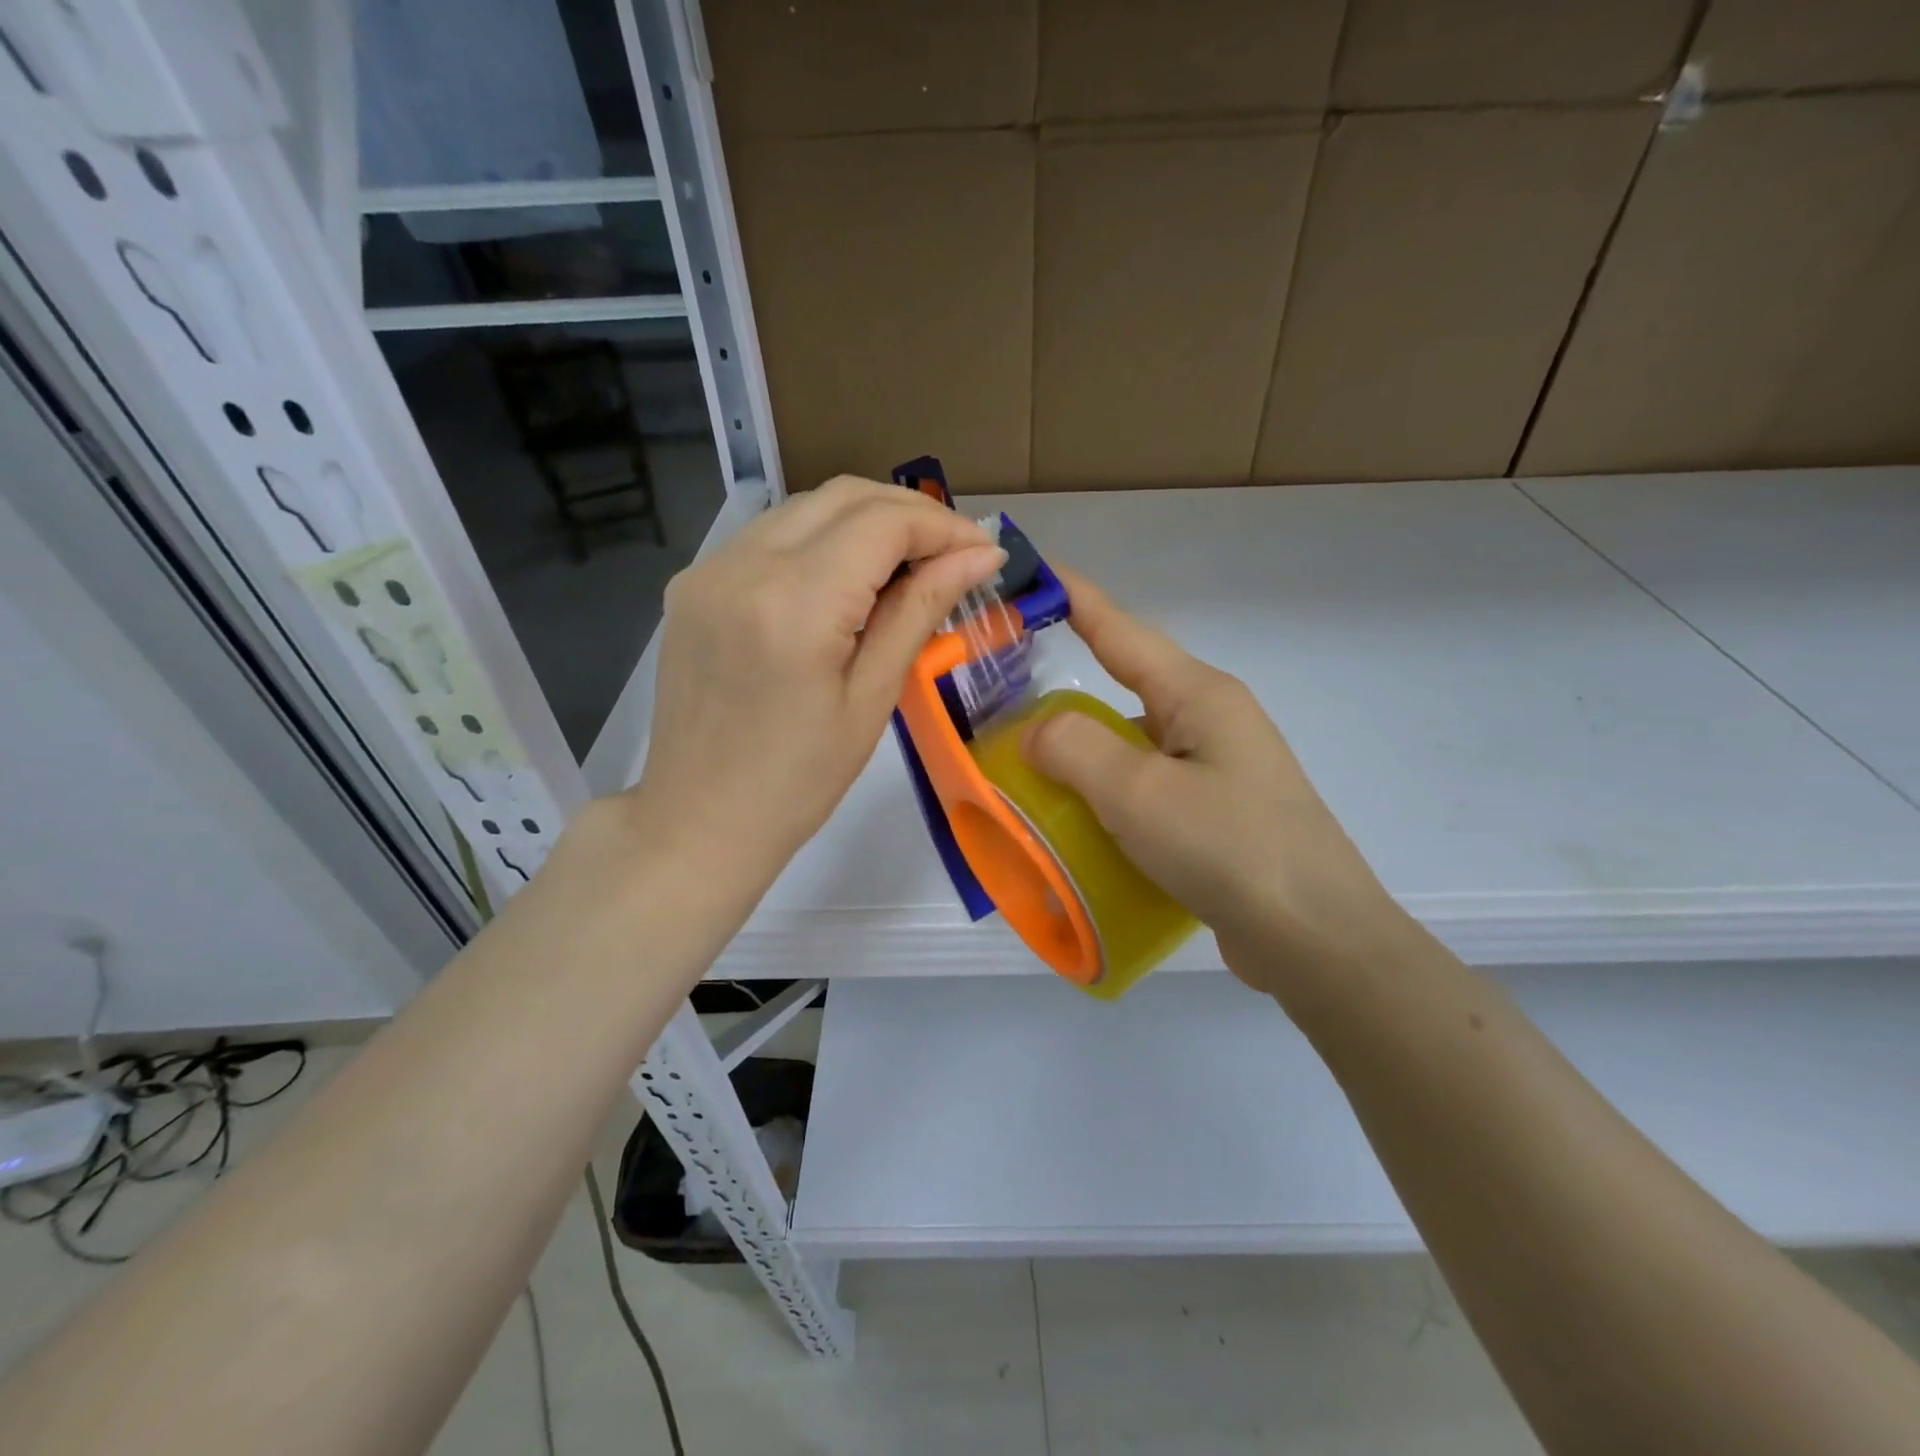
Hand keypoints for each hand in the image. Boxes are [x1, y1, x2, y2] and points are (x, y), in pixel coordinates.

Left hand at [631, 477, 1005, 888]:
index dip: (943, 526)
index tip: (984, 552)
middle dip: (910, 513)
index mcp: (794, 603)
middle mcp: (742, 565)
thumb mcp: (873, 698)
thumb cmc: (799, 782)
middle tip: (954, 554)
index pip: (882, 522)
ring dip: (866, 521)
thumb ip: (921, 610)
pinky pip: (770, 536)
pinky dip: (821, 540)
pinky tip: (847, 580)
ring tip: (909, 567)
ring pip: (804, 507)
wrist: (699, 821)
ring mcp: (707, 569)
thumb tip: (980, 556)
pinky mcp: (692, 584)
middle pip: (843, 495)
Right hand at [1023, 568, 1410, 999]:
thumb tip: (1038, 732)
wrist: (1317, 943)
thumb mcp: (1140, 793)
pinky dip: (1107, 796)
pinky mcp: (1217, 816)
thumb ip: (1076, 748)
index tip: (1032, 572)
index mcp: (1199, 696)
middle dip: (1068, 689)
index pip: (1122, 631)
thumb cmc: (1229, 849)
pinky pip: (1145, 789)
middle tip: (1006, 695)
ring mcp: (1218, 771)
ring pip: (1133, 744)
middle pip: (1126, 688)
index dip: (1076, 599)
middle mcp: (1211, 722)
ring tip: (1029, 768)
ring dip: (1085, 753)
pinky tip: (1079, 823)